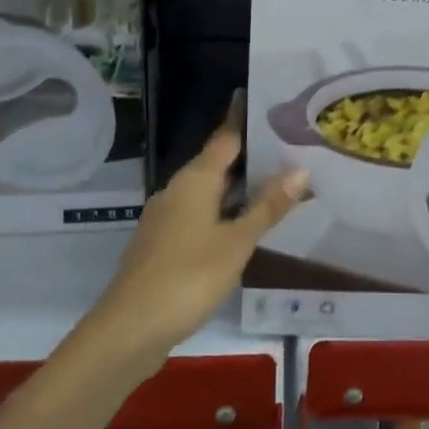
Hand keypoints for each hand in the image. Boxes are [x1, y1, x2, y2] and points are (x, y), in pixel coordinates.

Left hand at [87, 98, 308, 376]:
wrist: (129, 329)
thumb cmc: (188, 277)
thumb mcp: (237, 242)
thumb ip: (267, 207)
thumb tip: (300, 170)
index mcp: (195, 180)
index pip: (224, 137)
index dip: (242, 118)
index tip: (261, 99)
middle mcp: (176, 190)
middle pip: (216, 164)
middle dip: (248, 156)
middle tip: (287, 147)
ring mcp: (165, 218)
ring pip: (207, 192)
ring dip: (237, 188)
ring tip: (274, 184)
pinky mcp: (161, 244)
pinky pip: (198, 215)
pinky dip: (222, 212)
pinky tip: (242, 226)